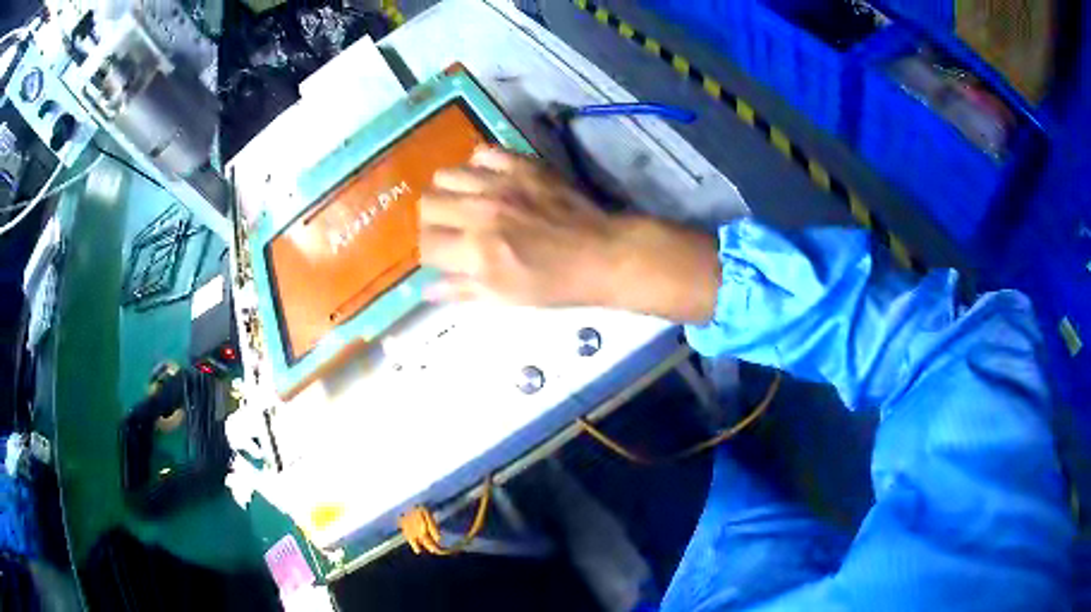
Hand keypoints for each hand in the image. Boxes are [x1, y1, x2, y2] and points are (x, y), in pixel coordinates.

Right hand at [419, 148, 721, 322]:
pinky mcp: (523, 164)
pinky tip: (489, 179)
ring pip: (447, 174)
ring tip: (466, 201)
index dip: (429, 249)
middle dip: (432, 219)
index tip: (441, 253)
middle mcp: (481, 211)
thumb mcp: (506, 298)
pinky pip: (483, 152)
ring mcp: (502, 183)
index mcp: (477, 251)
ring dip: (450, 190)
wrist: (603, 254)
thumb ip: (462, 291)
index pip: (425, 242)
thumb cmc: (555, 283)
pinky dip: (478, 165)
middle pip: (428, 203)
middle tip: (450, 227)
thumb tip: (426, 289)